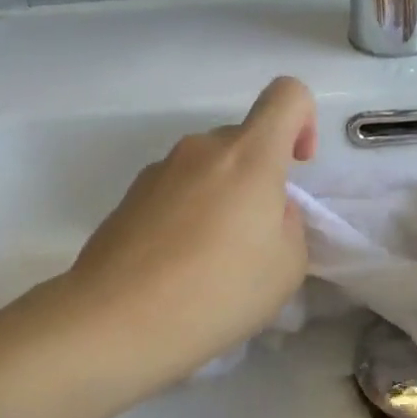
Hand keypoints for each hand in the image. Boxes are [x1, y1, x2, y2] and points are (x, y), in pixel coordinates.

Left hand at [51, 77, 317, 382]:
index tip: (297, 167)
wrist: (112, 322)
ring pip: (208, 167)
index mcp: (249, 156)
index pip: (287, 95)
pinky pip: (176, 191)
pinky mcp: (129, 197)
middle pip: (244, 139)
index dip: (304, 120)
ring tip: (213, 260)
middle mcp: (201, 148)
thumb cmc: (215, 292)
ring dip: (222, 197)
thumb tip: (265, 213)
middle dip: (260, 176)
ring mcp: (159, 170)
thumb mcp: (286, 266)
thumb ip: (289, 223)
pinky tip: (177, 267)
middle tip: (256, 238)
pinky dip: (188, 214)